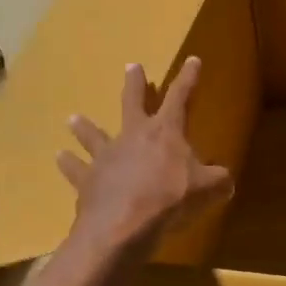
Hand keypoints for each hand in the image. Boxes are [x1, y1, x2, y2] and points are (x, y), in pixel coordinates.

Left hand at [57, 57, 231, 252]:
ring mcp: (107, 156)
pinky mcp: (88, 179)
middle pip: (133, 103)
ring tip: (73, 118)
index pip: (180, 97)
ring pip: (93, 134)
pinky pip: (75, 169)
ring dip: (85, 127)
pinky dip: (68, 163)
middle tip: (131, 67)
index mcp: (165, 132)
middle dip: (135, 84)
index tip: (192, 60)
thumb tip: (226, 181)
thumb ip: (218, 180)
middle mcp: (133, 136)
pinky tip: (60, 157)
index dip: (188, 78)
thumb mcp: (207, 189)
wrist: (123, 226)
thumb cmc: (170, 200)